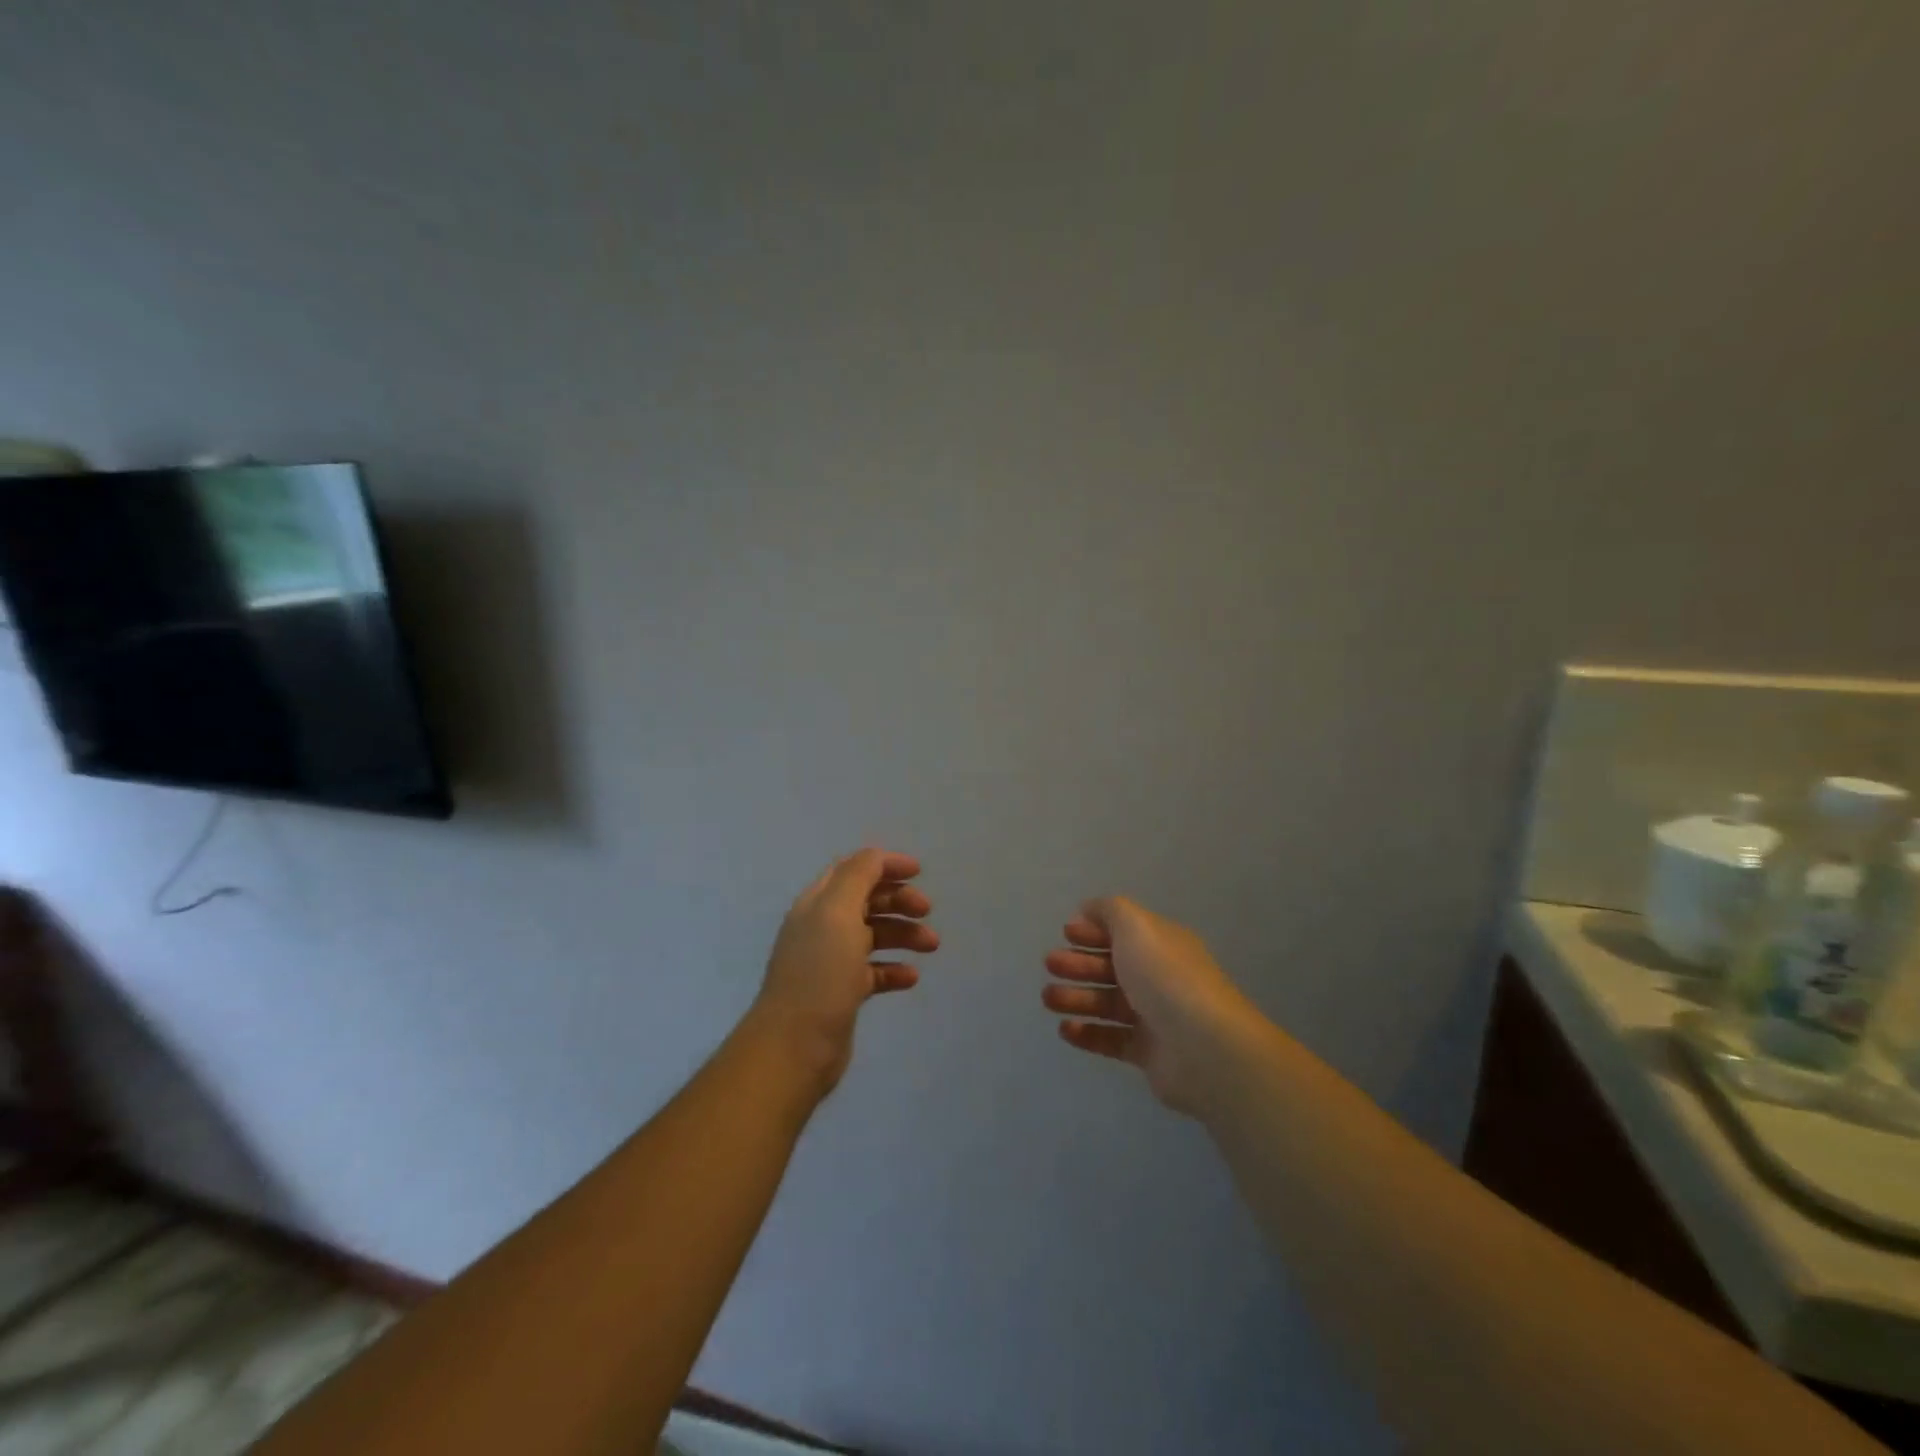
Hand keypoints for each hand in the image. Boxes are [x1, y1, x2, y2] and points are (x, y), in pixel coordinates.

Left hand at [750, 849, 936, 1094]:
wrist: (795, 1044)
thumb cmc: (820, 971)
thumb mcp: (838, 912)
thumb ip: (858, 876)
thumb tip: (877, 856)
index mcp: (818, 903)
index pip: (853, 870)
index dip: (884, 865)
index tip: (919, 871)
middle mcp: (822, 927)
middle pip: (867, 901)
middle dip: (899, 900)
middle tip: (926, 911)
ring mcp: (831, 962)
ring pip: (874, 936)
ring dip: (903, 934)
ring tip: (931, 946)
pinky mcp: (842, 993)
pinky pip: (874, 972)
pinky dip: (894, 969)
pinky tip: (911, 977)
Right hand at [1042, 896, 1256, 1114]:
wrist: (1203, 1046)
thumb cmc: (1165, 976)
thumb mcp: (1136, 926)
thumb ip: (1110, 911)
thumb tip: (1089, 908)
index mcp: (1161, 944)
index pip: (1123, 932)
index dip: (1094, 930)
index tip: (1065, 933)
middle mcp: (1159, 977)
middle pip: (1111, 967)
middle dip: (1078, 963)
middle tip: (1050, 964)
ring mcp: (1155, 1017)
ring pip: (1107, 1003)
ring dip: (1075, 997)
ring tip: (1047, 998)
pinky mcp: (1148, 1053)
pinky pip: (1111, 1039)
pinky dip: (1087, 1033)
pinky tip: (1065, 1029)